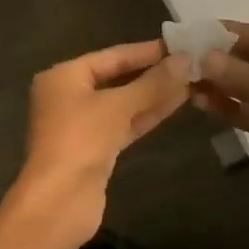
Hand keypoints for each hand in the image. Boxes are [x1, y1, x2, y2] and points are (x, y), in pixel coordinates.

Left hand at [8, 41, 191, 248]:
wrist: (58, 203)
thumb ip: (152, 83)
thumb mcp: (117, 107)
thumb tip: (185, 60)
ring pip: (123, 103)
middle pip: (117, 78)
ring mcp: (82, 125)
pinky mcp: (95, 150)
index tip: (179, 45)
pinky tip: (175, 104)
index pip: (112, 56)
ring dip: (154, 94)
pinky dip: (146, 115)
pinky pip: (124, 124)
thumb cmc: (80, 141)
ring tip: (191, 81)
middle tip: (190, 63)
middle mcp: (69, 96)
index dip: (146, 51)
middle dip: (152, 73)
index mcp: (64, 77)